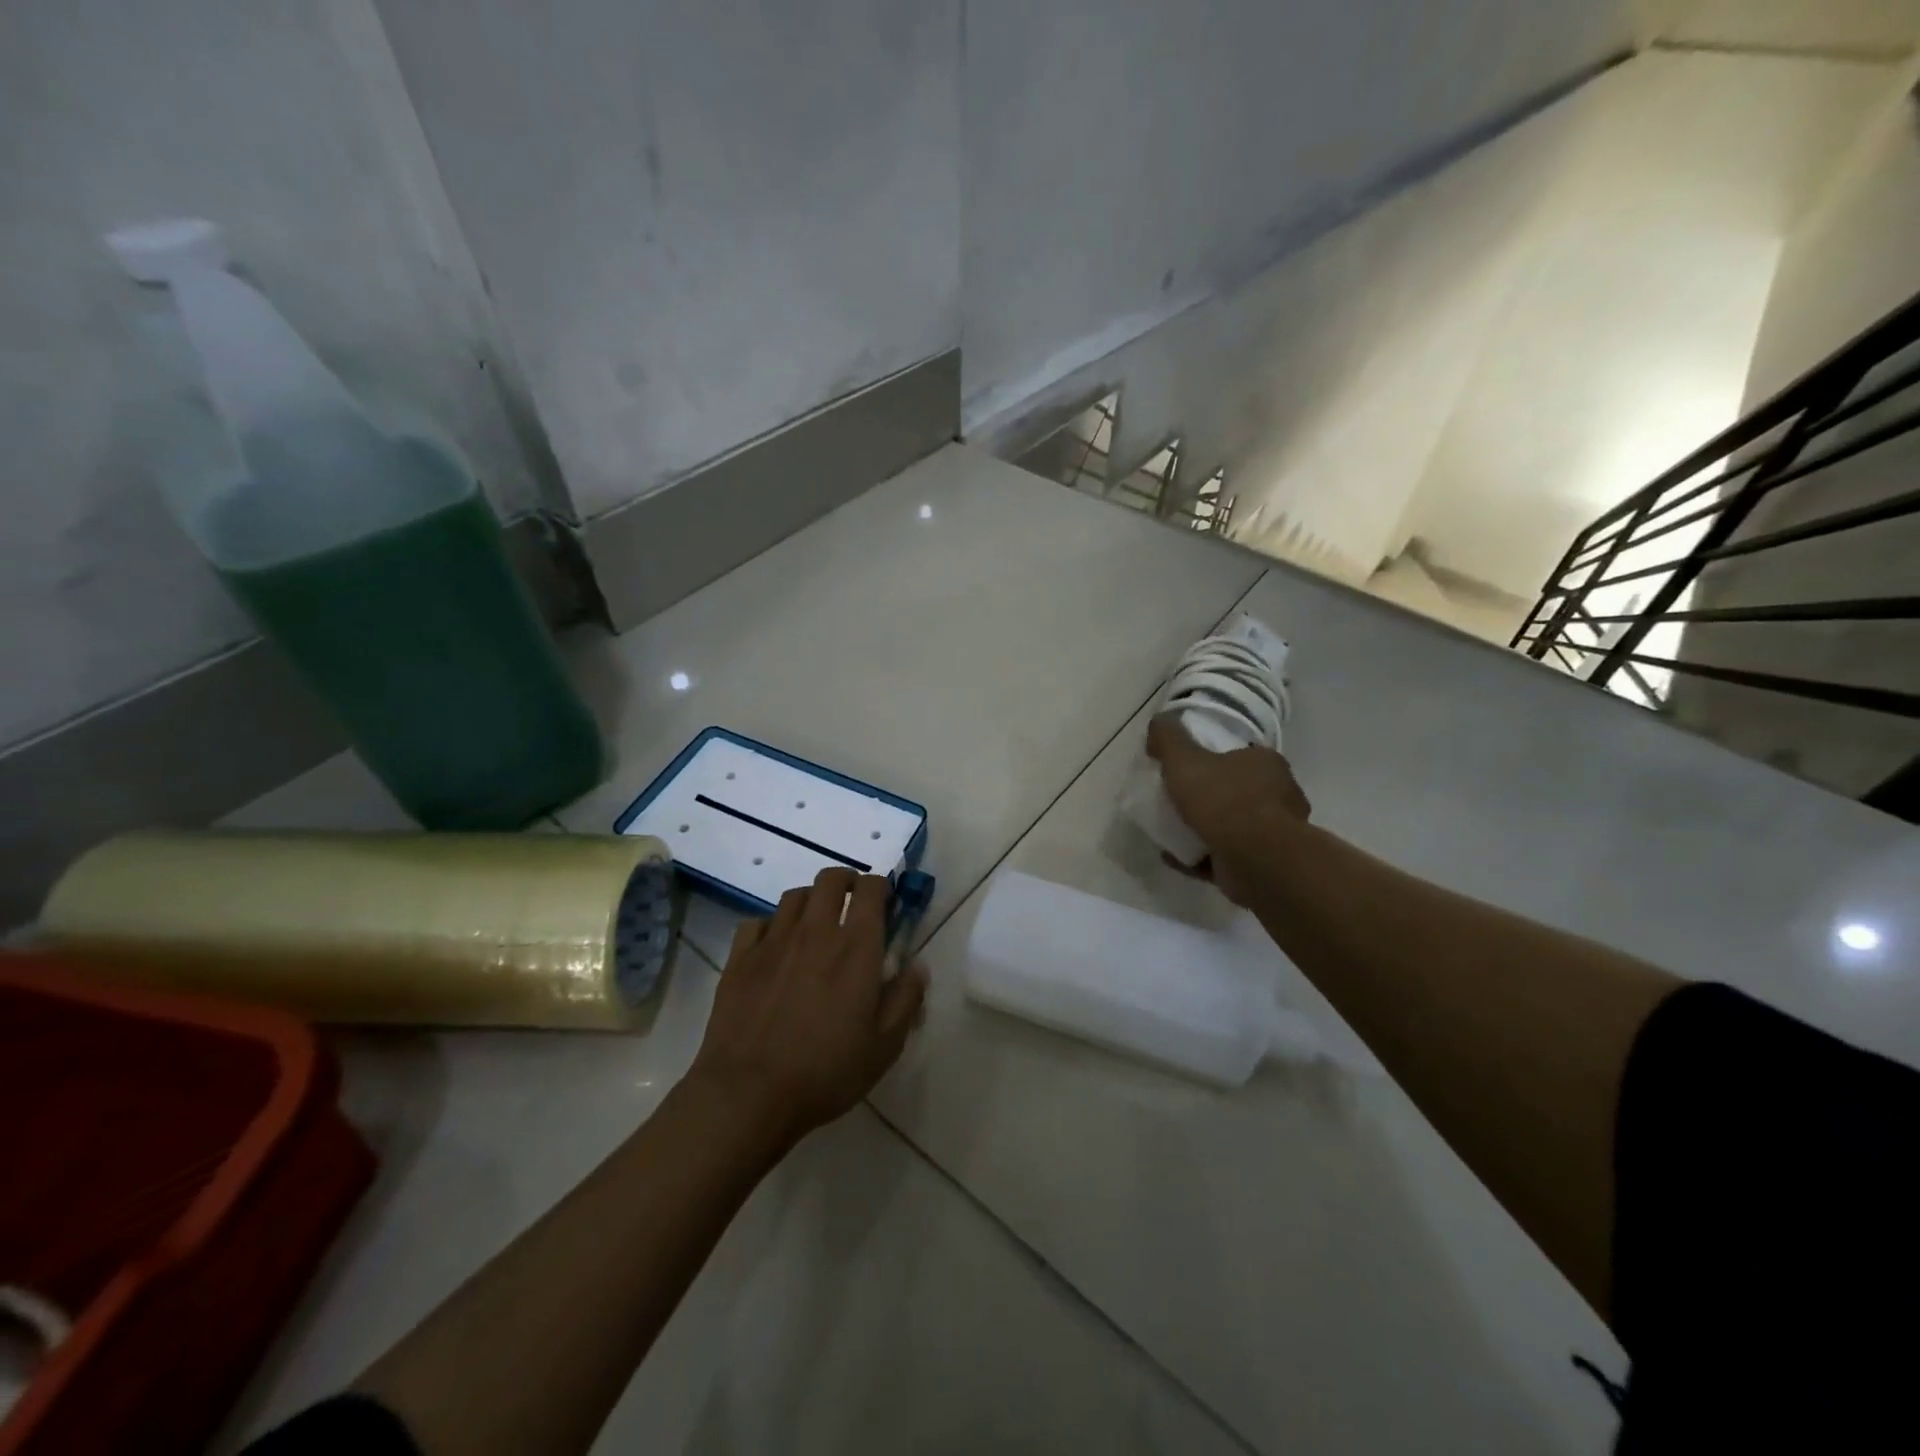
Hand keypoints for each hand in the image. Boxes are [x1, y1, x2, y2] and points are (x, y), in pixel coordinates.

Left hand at [689, 868, 927, 1151]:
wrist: (749, 1094)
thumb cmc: (826, 1071)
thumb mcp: (884, 1045)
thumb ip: (906, 999)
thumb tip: (918, 966)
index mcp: (856, 946)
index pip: (871, 889)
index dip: (881, 887)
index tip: (885, 904)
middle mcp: (816, 931)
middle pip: (831, 879)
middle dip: (847, 882)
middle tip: (852, 905)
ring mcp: (774, 941)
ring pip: (795, 895)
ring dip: (812, 901)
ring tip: (816, 923)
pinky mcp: (740, 957)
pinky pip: (757, 922)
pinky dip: (771, 926)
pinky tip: (775, 947)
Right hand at [1147, 713, 1311, 904]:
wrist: (1255, 858)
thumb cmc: (1223, 800)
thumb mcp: (1185, 759)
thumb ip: (1169, 739)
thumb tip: (1158, 722)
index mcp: (1266, 764)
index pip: (1240, 755)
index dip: (1214, 760)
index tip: (1187, 769)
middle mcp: (1278, 795)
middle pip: (1239, 791)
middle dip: (1210, 797)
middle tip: (1177, 800)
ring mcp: (1274, 834)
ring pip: (1234, 826)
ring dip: (1205, 829)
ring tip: (1172, 830)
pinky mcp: (1262, 865)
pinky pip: (1223, 857)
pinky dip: (1199, 856)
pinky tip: (1174, 856)